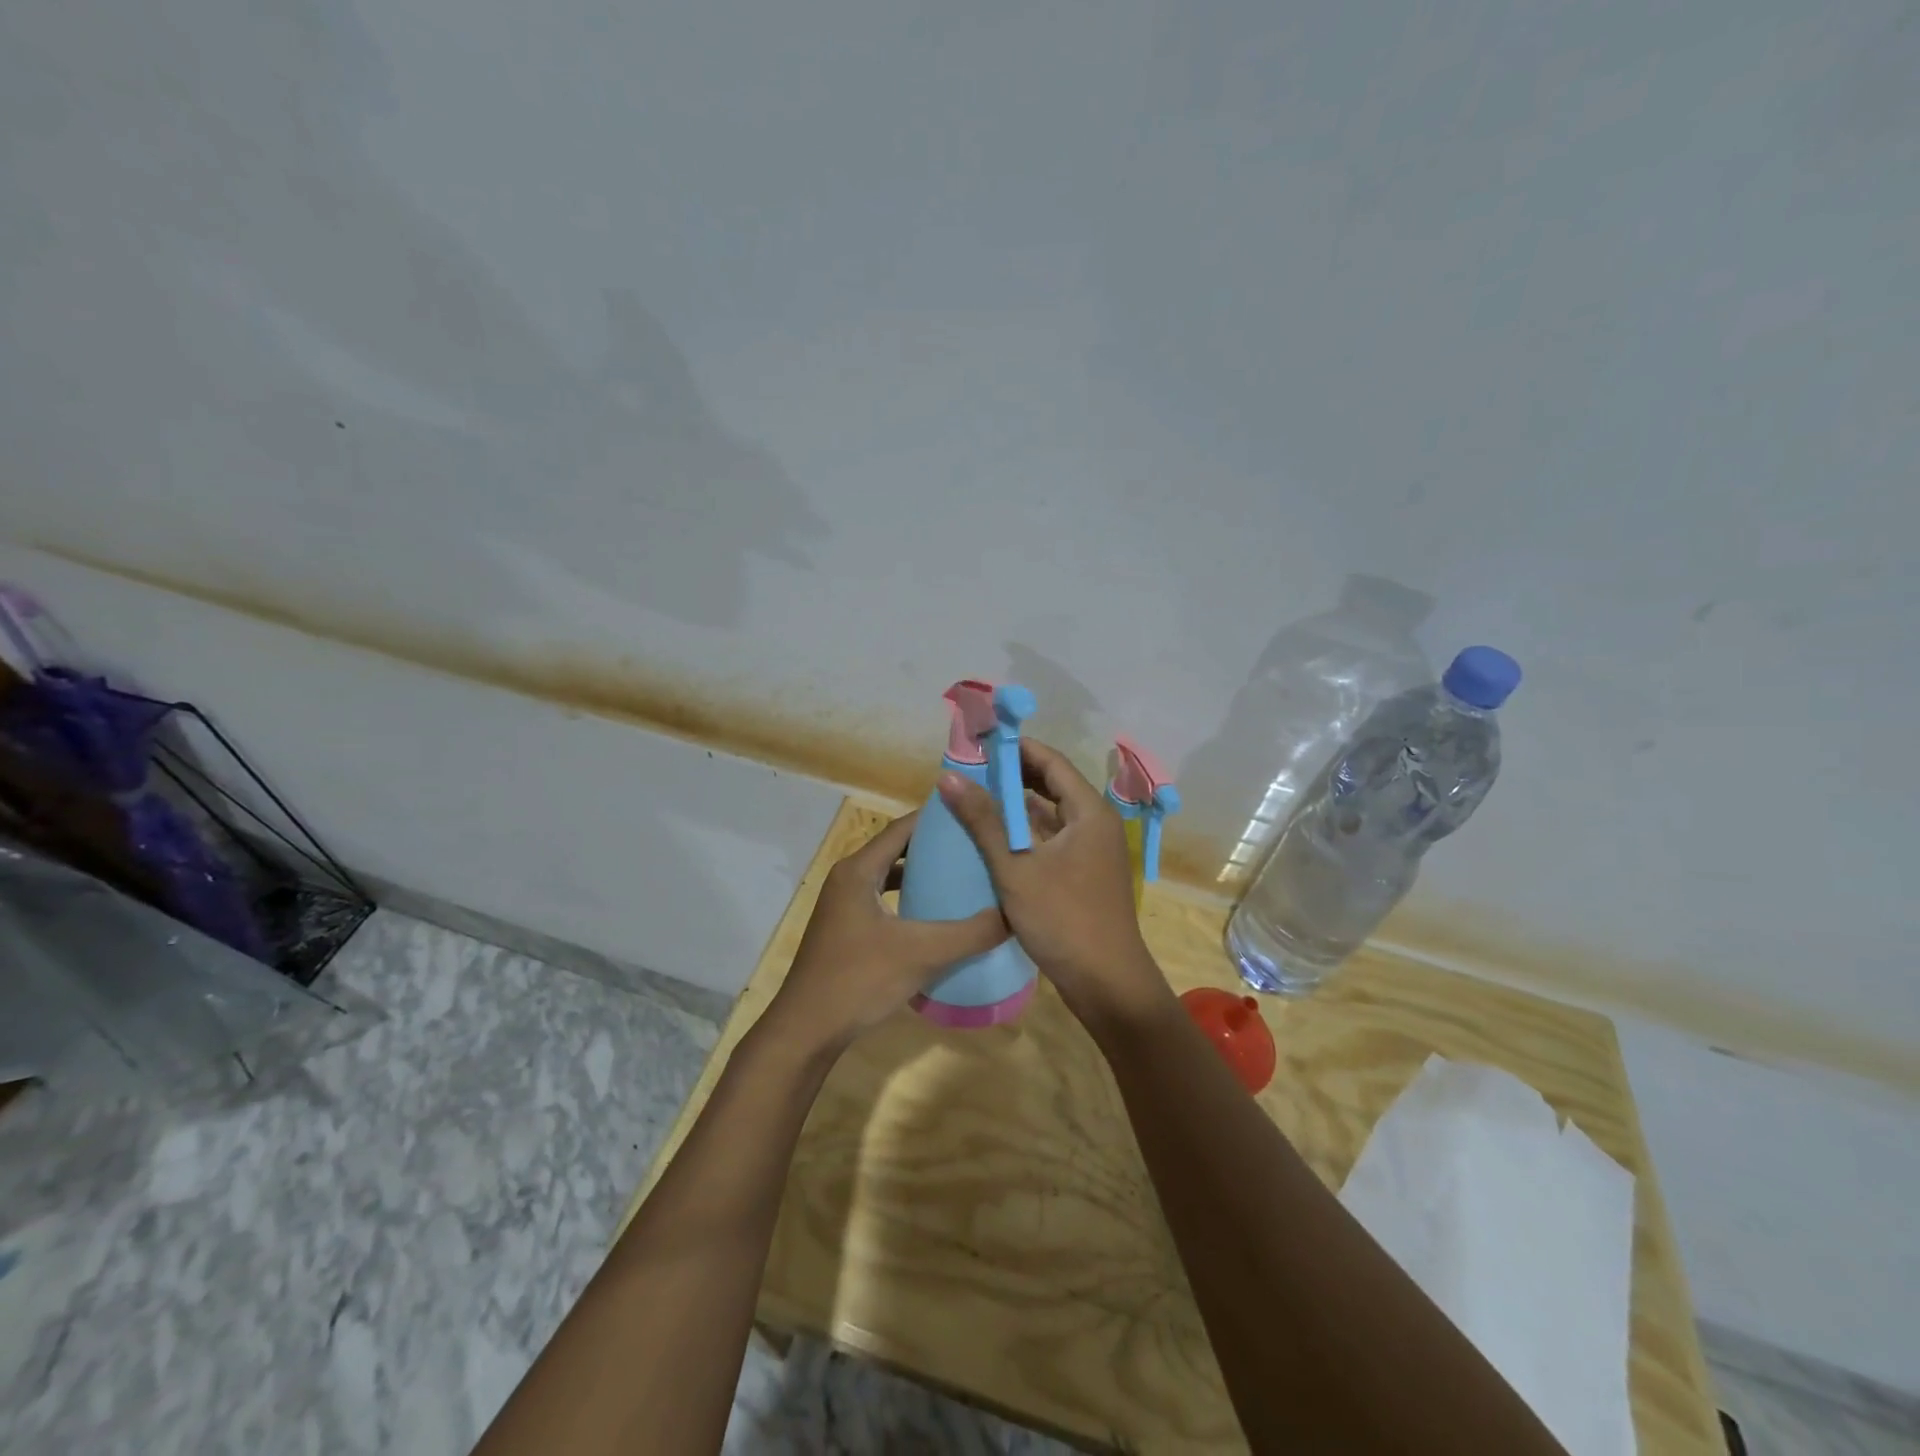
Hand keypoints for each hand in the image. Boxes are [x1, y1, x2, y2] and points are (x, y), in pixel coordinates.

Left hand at [761, 811, 1008, 1058]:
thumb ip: (971, 933)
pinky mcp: (846, 928)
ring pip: (889, 875)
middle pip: (896, 848)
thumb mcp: (923, 953)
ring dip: (921, 872)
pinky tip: (934, 913)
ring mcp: (844, 904)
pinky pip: (883, 898)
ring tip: (962, 873)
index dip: (936, 818)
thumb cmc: (859, 980)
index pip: (902, 828)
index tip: (973, 813)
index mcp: (858, 870)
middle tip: (975, 844)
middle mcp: (848, 878)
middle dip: (934, 845)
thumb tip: (1015, 914)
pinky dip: (908, 897)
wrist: (807, 1030)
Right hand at [939, 739, 1172, 1026]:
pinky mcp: (1085, 872)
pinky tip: (995, 838)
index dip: (1015, 749)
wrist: (1107, 983)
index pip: (1051, 761)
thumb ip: (983, 821)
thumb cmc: (1063, 920)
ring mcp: (1092, 849)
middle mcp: (1095, 823)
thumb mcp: (1015, 868)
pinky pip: (1053, 838)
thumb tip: (949, 777)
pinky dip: (1026, 832)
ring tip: (975, 799)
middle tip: (971, 772)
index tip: (977, 745)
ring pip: (1052, 813)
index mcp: (1089, 812)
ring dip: (1017, 806)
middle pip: (1052, 785)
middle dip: (1013, 776)